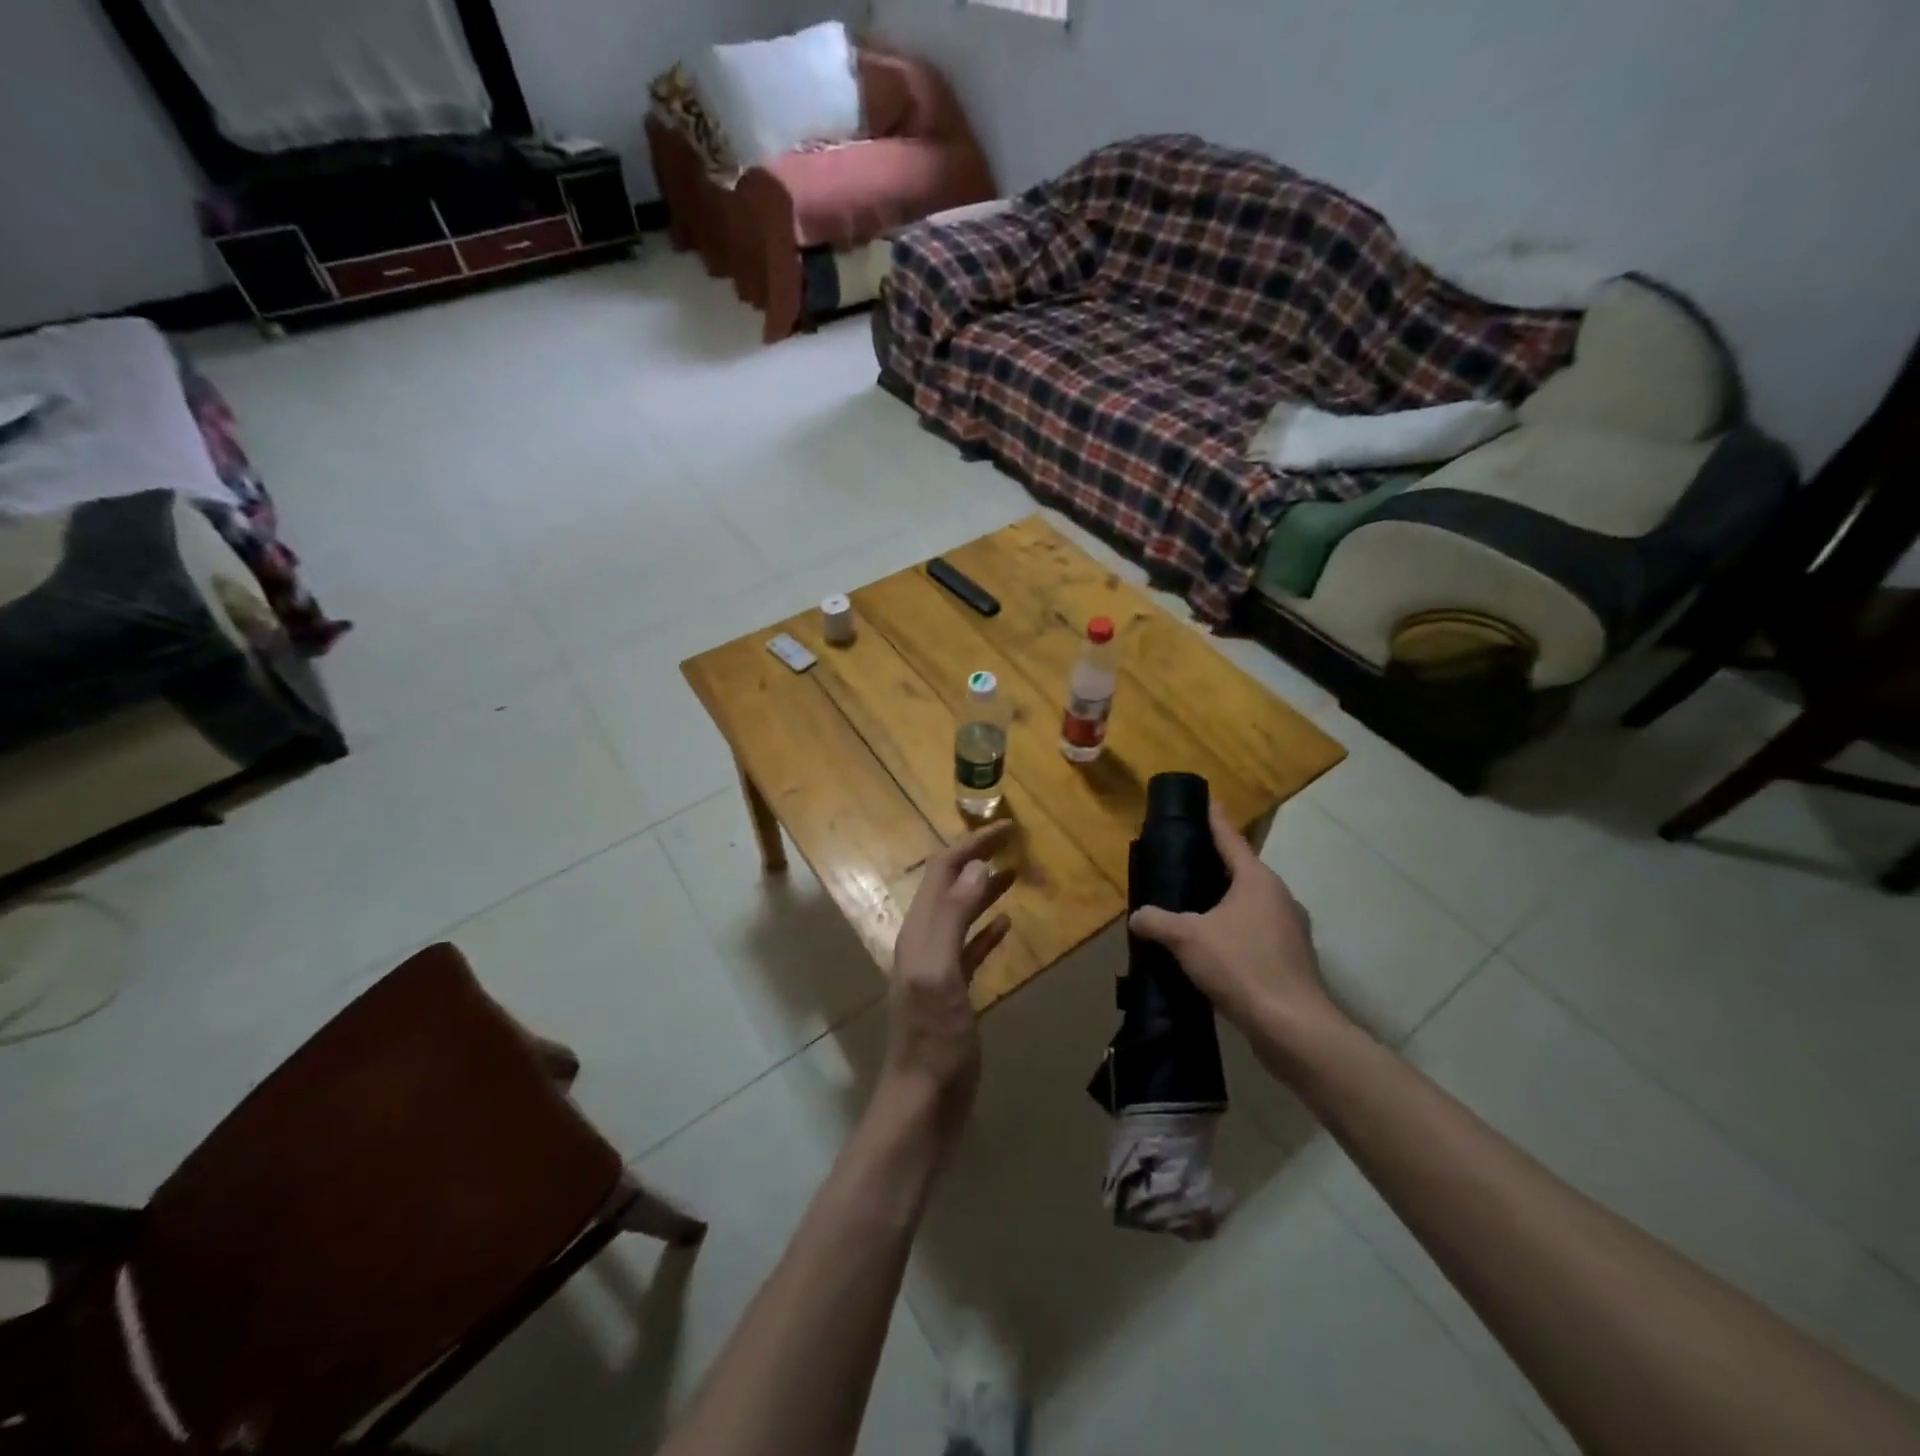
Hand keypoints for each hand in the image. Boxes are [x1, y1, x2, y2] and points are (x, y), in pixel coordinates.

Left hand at [883, 821, 1016, 1133]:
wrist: (923, 1101)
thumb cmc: (932, 1038)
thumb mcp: (940, 971)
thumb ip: (953, 916)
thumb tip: (976, 866)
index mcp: (919, 930)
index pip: (942, 871)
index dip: (971, 845)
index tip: (1006, 828)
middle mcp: (924, 940)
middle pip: (949, 885)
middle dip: (977, 859)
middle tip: (1013, 843)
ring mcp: (937, 966)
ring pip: (961, 912)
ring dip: (983, 889)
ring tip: (1014, 873)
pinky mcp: (952, 991)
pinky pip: (970, 946)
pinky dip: (986, 927)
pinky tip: (1006, 923)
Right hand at [1129, 804, 1341, 1046]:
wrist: (1292, 1027)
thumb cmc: (1241, 966)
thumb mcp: (1187, 938)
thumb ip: (1157, 921)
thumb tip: (1137, 916)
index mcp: (1257, 880)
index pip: (1230, 839)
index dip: (1215, 819)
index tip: (1207, 800)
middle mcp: (1279, 897)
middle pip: (1241, 872)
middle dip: (1215, 866)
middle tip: (1184, 861)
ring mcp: (1289, 930)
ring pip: (1249, 905)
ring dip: (1224, 904)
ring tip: (1192, 909)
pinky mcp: (1291, 960)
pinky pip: (1255, 933)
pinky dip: (1234, 932)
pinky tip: (1212, 950)